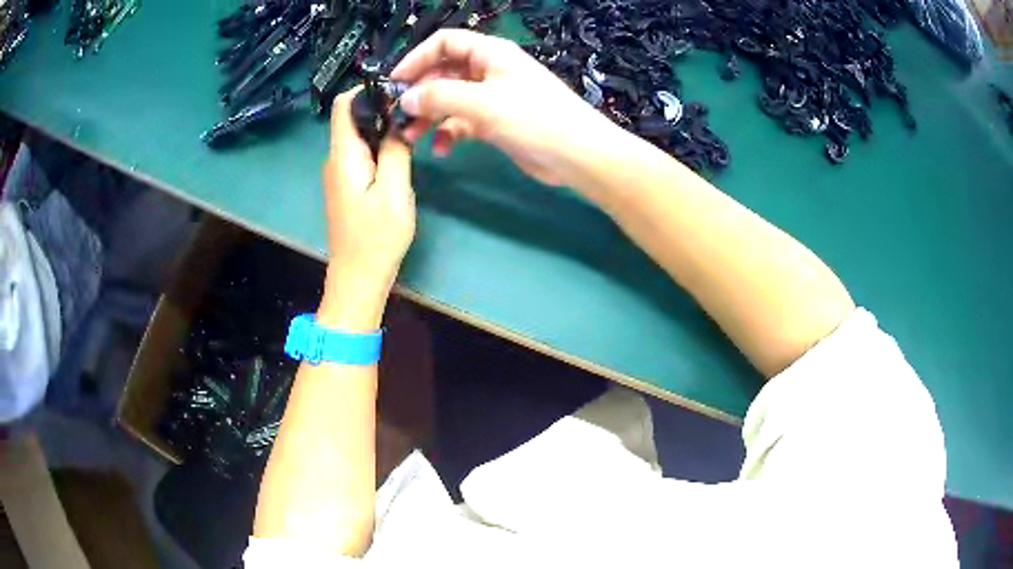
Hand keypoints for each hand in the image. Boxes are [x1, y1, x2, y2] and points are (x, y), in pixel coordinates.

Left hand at [319, 88, 414, 329]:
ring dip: (384, 131)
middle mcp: (335, 159)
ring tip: (413, 133)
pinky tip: (400, 158)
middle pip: (353, 118)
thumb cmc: (376, 237)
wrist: (358, 278)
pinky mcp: (347, 186)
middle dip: (382, 110)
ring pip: (360, 137)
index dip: (367, 90)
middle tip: (415, 114)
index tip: (399, 91)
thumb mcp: (395, 191)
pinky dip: (380, 150)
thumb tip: (397, 121)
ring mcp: (340, 174)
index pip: (344, 104)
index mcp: (343, 155)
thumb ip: (396, 150)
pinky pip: (362, 156)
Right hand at [392, 29, 620, 186]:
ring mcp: (493, 96)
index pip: (445, 43)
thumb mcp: (482, 102)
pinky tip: (442, 149)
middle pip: (444, 72)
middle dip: (420, 92)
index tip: (394, 82)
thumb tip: (406, 98)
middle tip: (399, 115)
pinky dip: (450, 132)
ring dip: (430, 116)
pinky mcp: (496, 122)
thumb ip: (439, 97)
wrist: (577, 154)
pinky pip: (463, 121)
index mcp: (489, 53)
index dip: (417, 58)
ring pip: (451, 99)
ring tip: (412, 136)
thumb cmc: (533, 118)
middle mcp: (489, 70)